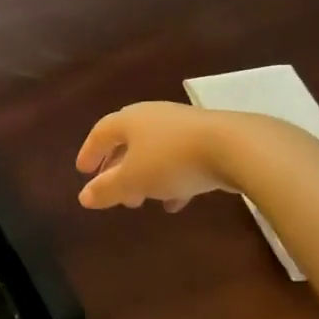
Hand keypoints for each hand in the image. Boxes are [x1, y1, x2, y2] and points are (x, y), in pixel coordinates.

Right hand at [76, 102, 229, 211]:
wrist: (235, 147)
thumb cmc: (172, 160)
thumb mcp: (133, 180)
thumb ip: (107, 189)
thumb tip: (83, 197)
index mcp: (130, 120)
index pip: (101, 132)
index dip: (90, 152)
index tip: (83, 172)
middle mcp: (153, 117)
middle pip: (128, 141)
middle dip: (118, 168)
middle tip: (114, 192)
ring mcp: (183, 127)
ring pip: (155, 152)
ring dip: (144, 176)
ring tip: (141, 201)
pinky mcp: (209, 139)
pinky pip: (180, 160)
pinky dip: (171, 179)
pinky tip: (175, 201)